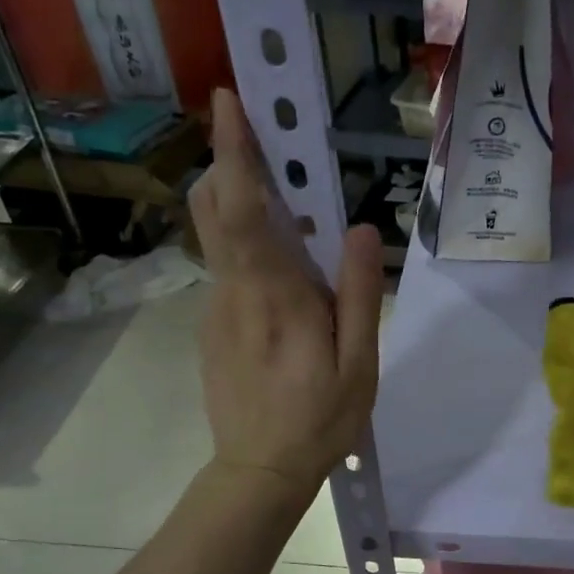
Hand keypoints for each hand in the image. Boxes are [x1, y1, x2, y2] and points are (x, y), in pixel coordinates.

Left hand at [192, 90, 383, 497]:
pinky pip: (226, 269)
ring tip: (288, 205)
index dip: (234, 152)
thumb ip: (359, 295)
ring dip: (241, 204)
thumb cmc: (319, 421)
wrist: (259, 471)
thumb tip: (361, 228)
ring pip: (218, 238)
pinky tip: (283, 277)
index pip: (242, 208)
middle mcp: (233, 291)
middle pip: (214, 208)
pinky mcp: (211, 326)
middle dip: (229, 163)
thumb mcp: (358, 365)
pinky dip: (246, 247)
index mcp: (274, 296)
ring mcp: (215, 309)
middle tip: (266, 140)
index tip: (229, 101)